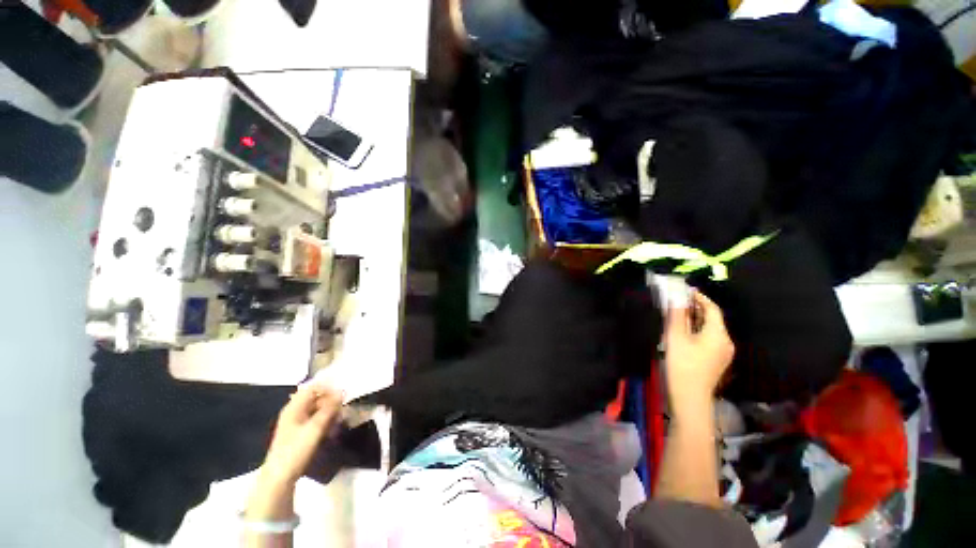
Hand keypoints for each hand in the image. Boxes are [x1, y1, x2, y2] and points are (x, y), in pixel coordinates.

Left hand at [262, 383, 342, 484]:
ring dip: (331, 413)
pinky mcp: (300, 435)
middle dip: (331, 402)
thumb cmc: (296, 450)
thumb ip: (329, 409)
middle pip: (316, 399)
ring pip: (318, 410)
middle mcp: (295, 412)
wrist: (279, 478)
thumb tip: (342, 392)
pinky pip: (316, 421)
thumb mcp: (315, 428)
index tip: (343, 394)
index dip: (328, 388)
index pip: (313, 388)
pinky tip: (333, 430)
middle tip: (344, 409)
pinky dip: (326, 422)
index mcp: (294, 407)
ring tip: (341, 421)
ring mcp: (297, 424)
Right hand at [663, 291, 734, 408]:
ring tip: (679, 314)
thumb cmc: (682, 364)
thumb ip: (677, 315)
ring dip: (696, 319)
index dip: (700, 298)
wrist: (690, 396)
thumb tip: (676, 297)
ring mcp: (723, 352)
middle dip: (697, 308)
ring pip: (710, 329)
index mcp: (718, 334)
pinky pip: (709, 339)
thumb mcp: (675, 337)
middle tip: (679, 301)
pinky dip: (698, 331)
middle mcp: (726, 341)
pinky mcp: (717, 360)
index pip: (712, 309)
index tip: (686, 291)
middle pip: (713, 319)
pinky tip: (685, 332)